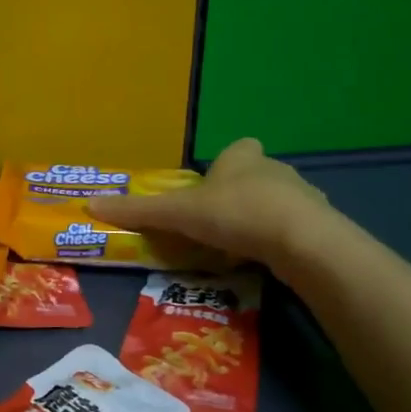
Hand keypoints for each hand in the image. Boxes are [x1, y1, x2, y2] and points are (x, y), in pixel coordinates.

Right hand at [85, 137, 330, 268]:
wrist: (302, 241)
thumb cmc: (235, 213)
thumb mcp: (177, 213)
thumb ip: (138, 211)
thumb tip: (90, 205)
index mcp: (241, 157)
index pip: (235, 149)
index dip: (223, 166)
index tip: (210, 189)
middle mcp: (274, 169)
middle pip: (254, 176)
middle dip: (238, 195)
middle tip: (217, 224)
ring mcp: (303, 197)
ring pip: (277, 203)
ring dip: (261, 220)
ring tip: (240, 247)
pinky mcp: (320, 226)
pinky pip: (294, 230)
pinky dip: (281, 243)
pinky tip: (268, 261)